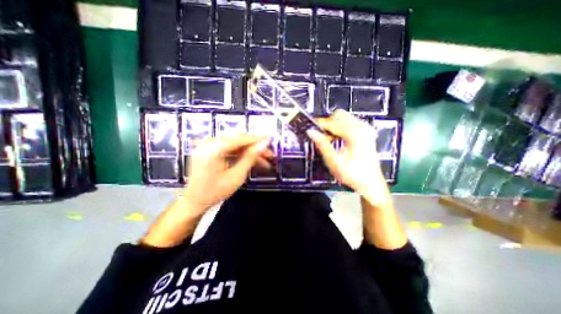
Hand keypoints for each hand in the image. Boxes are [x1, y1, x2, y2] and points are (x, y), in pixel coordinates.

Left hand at [184, 135, 273, 213]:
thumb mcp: (236, 176)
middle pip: (239, 140)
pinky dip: (240, 154)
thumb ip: (250, 157)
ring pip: (236, 145)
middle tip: (269, 155)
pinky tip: (250, 160)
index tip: (271, 140)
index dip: (258, 139)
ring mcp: (208, 145)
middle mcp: (210, 142)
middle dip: (255, 148)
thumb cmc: (215, 192)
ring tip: (263, 161)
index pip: (241, 139)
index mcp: (215, 148)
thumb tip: (263, 144)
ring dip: (249, 152)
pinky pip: (229, 148)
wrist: (194, 201)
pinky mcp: (208, 149)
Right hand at [305, 109, 390, 206]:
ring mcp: (366, 129)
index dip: (319, 124)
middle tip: (321, 137)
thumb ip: (322, 144)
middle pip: (339, 115)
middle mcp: (362, 127)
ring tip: (328, 140)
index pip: (332, 122)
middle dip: (328, 124)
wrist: (371, 184)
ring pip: (344, 118)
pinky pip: (350, 124)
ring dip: (334, 126)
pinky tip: (337, 140)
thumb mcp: (333, 161)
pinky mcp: (366, 133)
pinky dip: (340, 129)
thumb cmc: (352, 174)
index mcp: (355, 133)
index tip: (309, 128)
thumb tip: (310, 132)